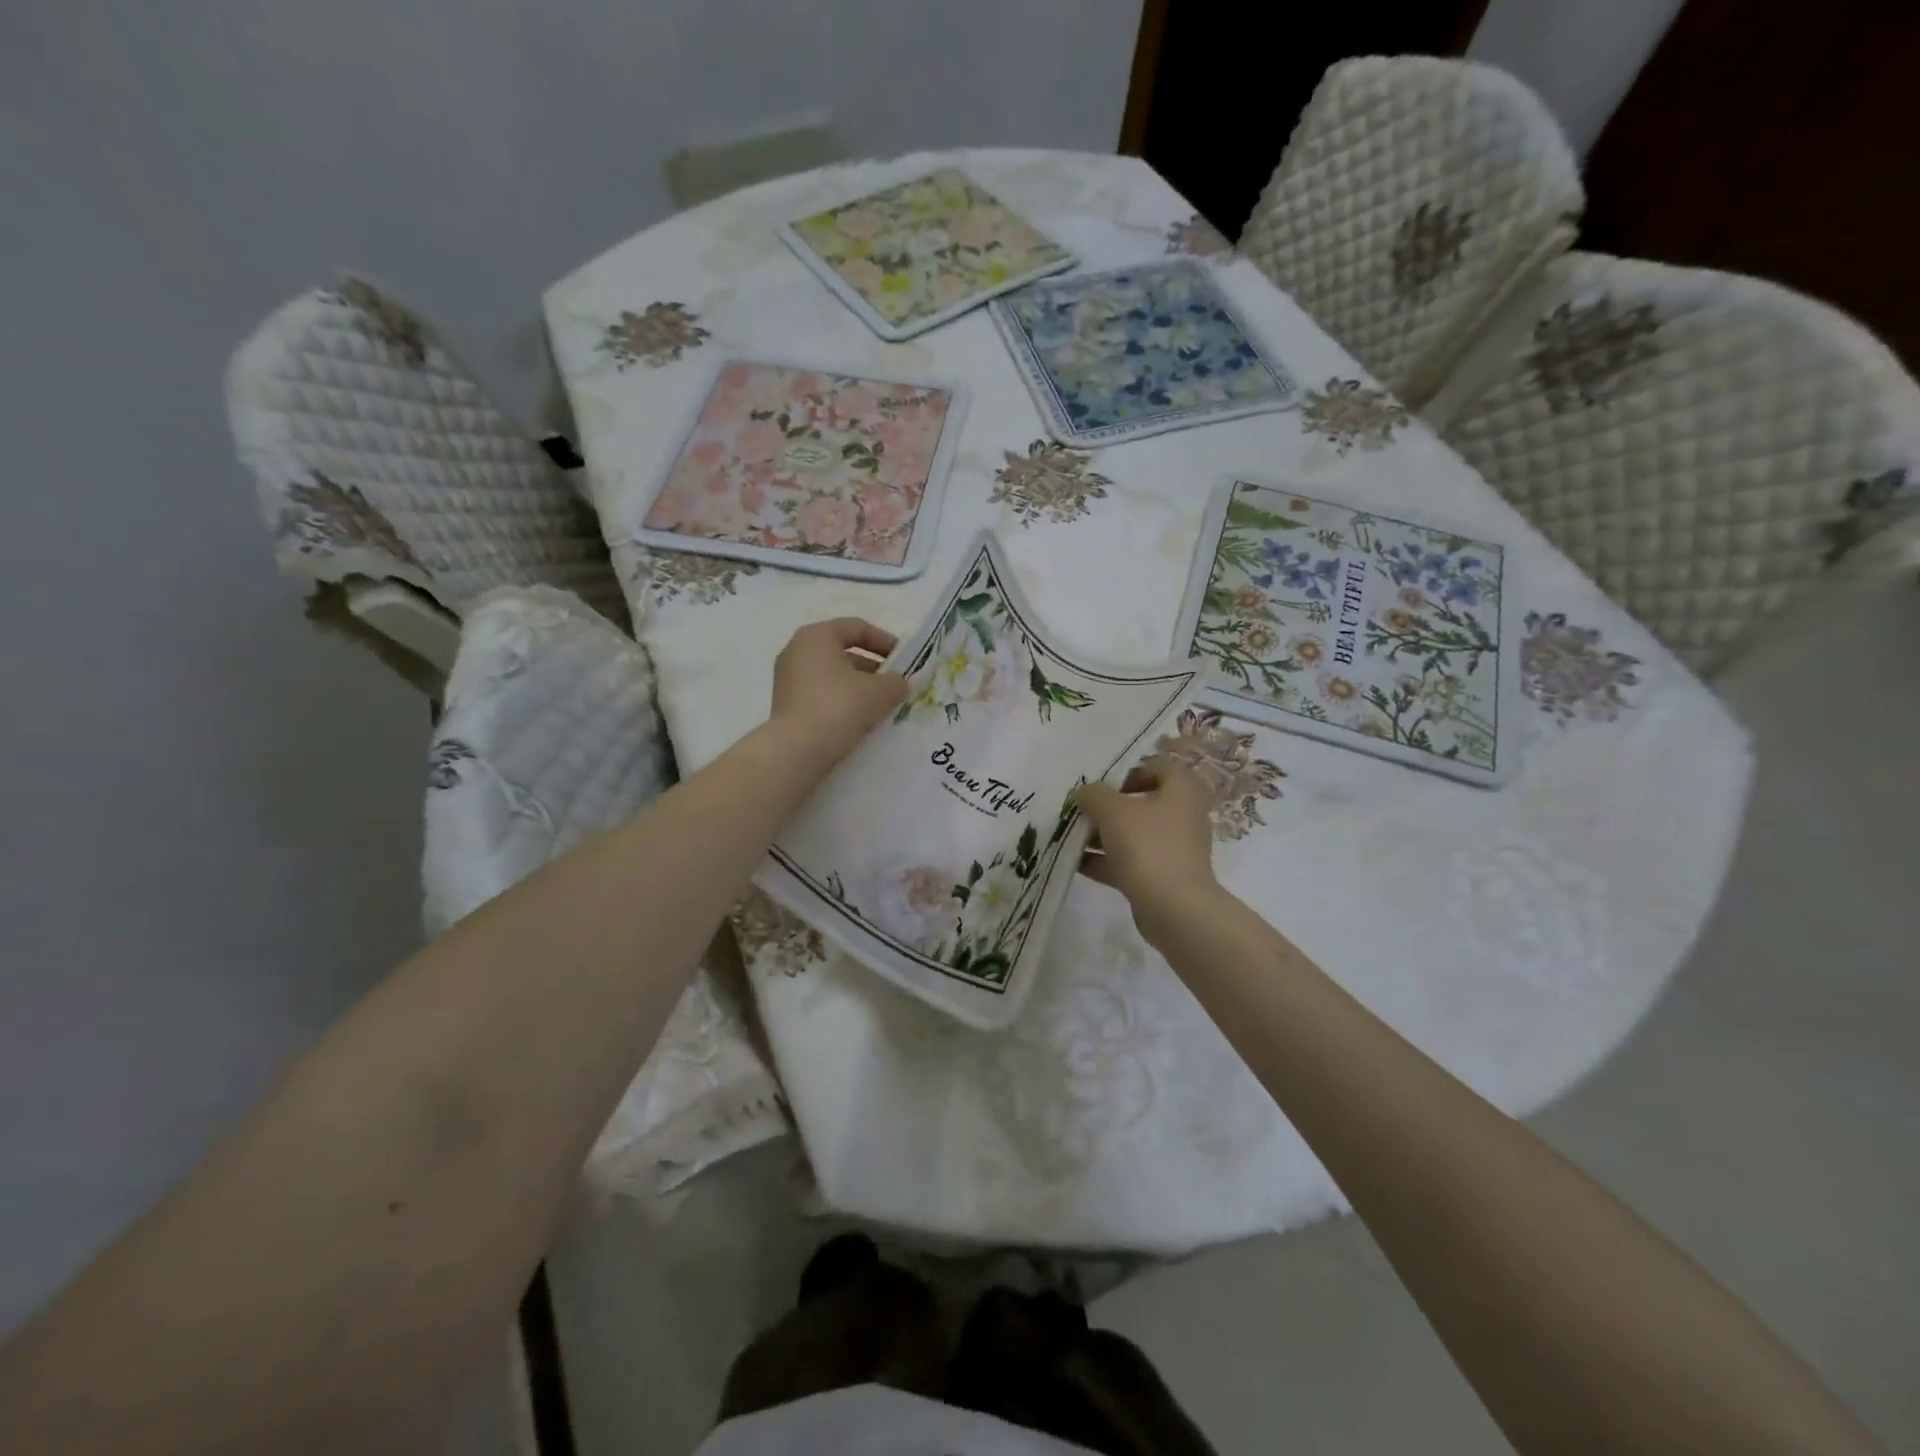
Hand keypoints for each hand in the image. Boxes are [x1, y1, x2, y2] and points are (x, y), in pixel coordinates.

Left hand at [769, 617, 908, 767]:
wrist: (797, 750)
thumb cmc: (839, 707)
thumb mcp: (880, 692)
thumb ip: (896, 682)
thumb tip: (898, 684)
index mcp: (816, 636)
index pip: (856, 627)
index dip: (884, 641)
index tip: (904, 659)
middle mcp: (797, 651)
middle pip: (843, 652)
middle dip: (872, 667)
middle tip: (894, 684)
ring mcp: (787, 679)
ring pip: (832, 675)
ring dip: (858, 686)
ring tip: (881, 705)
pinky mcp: (786, 704)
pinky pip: (821, 694)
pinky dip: (841, 701)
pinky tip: (859, 719)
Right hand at [1078, 756, 1222, 942]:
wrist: (1174, 908)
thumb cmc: (1148, 846)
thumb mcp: (1112, 810)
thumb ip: (1094, 795)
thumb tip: (1086, 793)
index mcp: (1181, 791)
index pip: (1159, 767)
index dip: (1131, 771)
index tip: (1105, 785)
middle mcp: (1182, 816)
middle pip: (1142, 803)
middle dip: (1109, 807)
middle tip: (1083, 811)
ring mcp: (1174, 849)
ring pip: (1134, 834)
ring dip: (1103, 835)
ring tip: (1072, 837)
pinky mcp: (1163, 877)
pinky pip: (1131, 861)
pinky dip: (1106, 861)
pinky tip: (1077, 863)